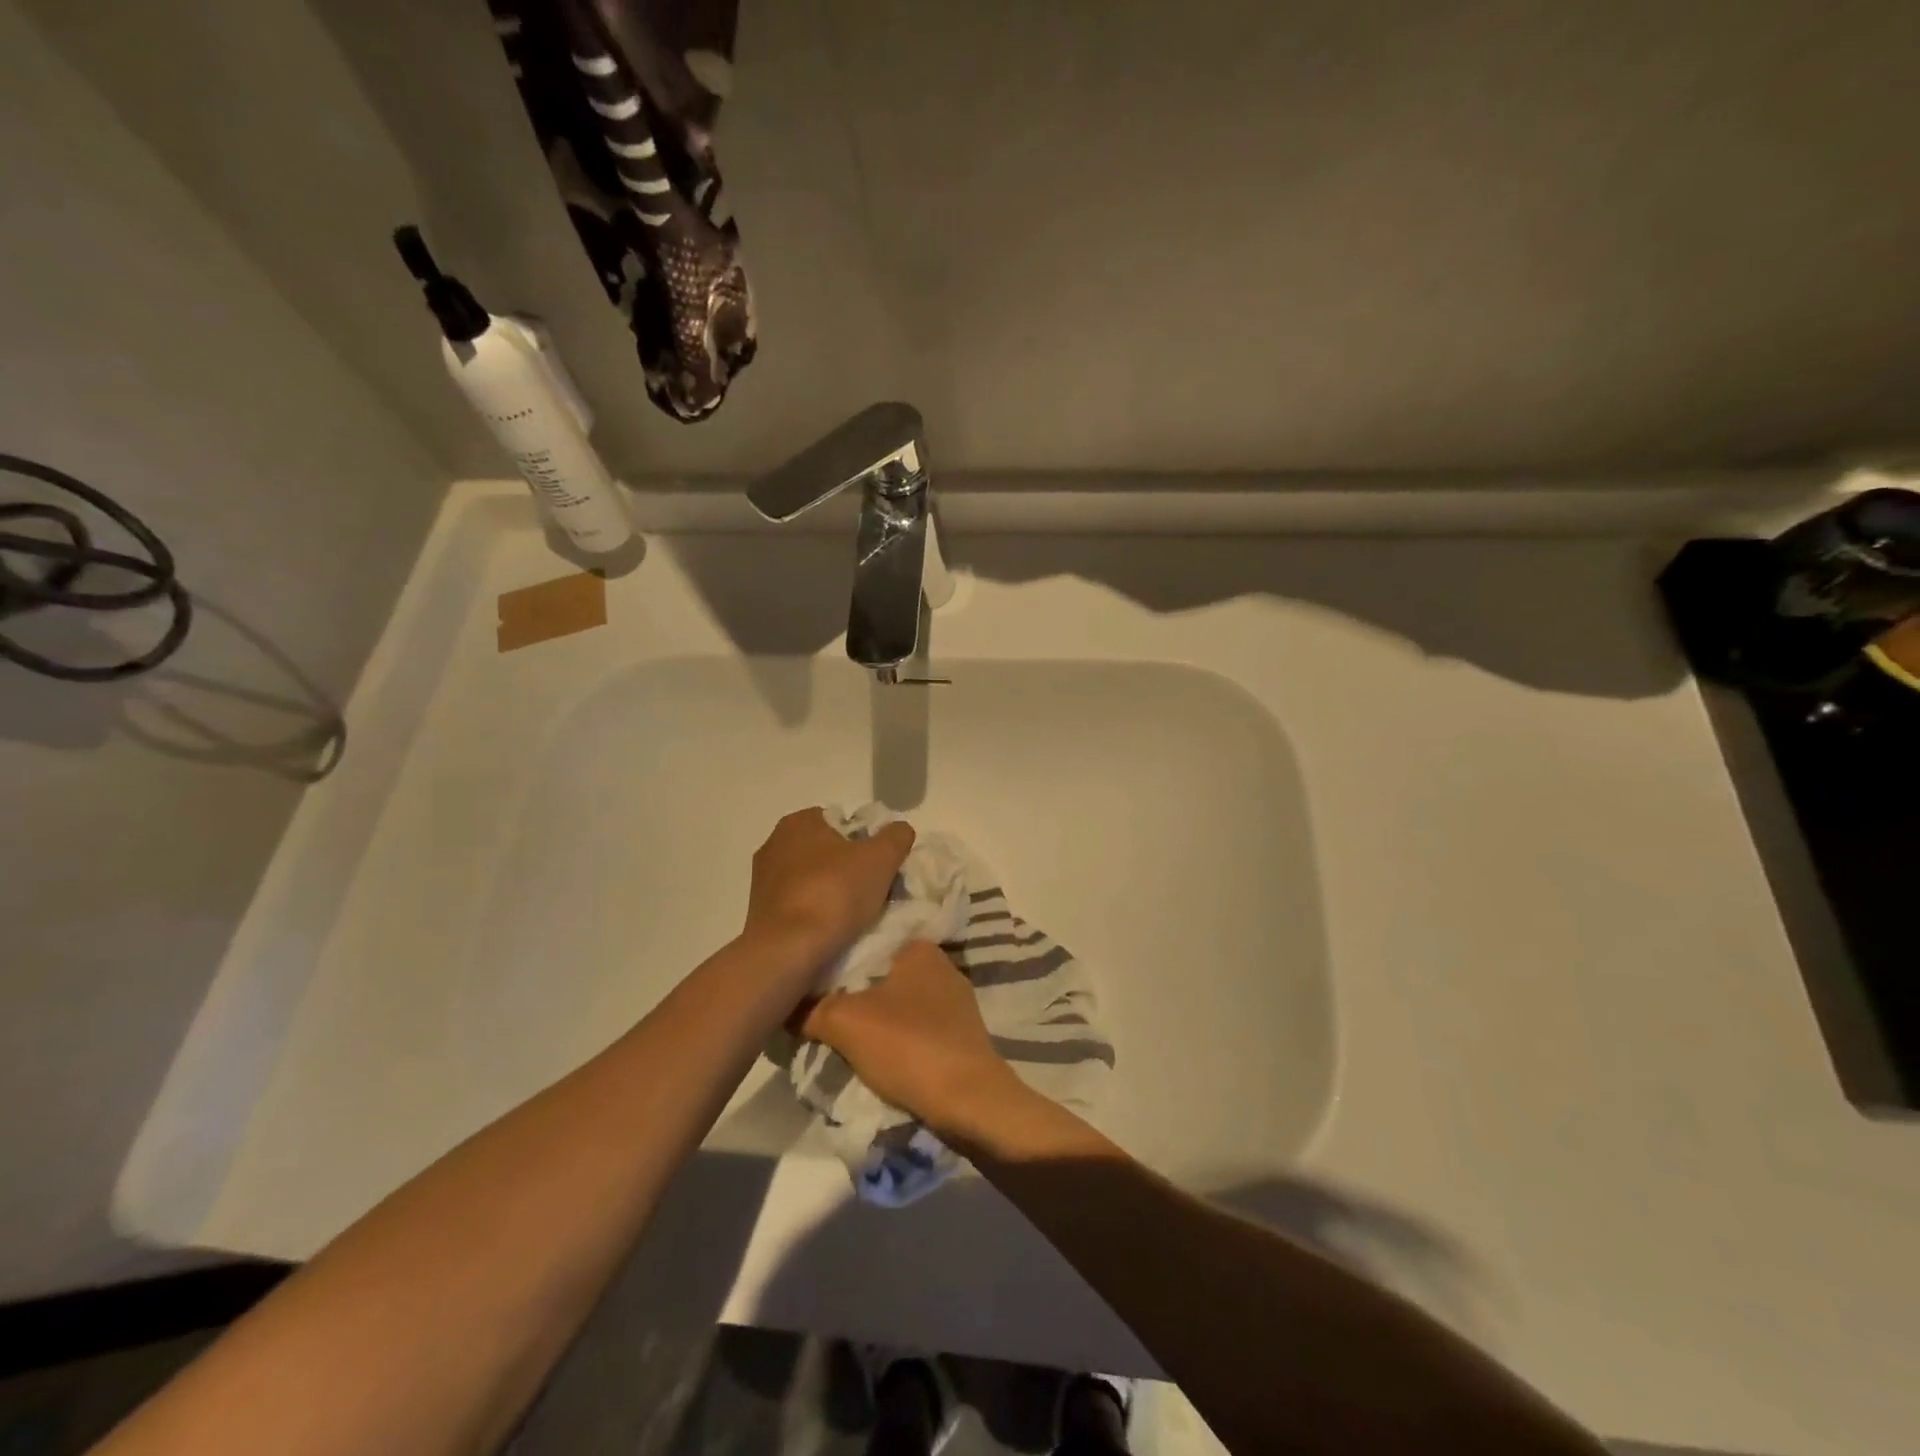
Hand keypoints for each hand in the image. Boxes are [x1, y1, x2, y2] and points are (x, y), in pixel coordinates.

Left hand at [742, 808, 914, 971]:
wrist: (788, 951)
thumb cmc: (834, 893)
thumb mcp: (881, 858)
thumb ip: (896, 836)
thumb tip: (899, 831)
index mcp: (799, 821)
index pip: (842, 822)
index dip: (866, 842)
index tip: (880, 867)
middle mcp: (774, 843)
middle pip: (827, 851)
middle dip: (849, 868)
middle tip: (873, 891)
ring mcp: (763, 880)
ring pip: (812, 880)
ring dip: (832, 893)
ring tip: (854, 916)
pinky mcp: (760, 912)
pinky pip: (799, 905)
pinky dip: (815, 914)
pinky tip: (831, 931)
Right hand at [795, 940, 1022, 1133]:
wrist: (971, 1103)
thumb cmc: (909, 1046)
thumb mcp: (844, 1022)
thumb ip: (809, 1008)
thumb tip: (782, 1003)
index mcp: (920, 948)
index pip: (867, 941)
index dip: (836, 961)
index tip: (810, 981)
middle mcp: (942, 966)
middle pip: (881, 975)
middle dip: (853, 994)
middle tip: (818, 1014)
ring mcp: (955, 1003)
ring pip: (898, 1005)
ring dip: (874, 1021)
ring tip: (840, 1041)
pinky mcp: (961, 1036)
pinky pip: (916, 1030)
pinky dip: (896, 1042)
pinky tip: (876, 1060)